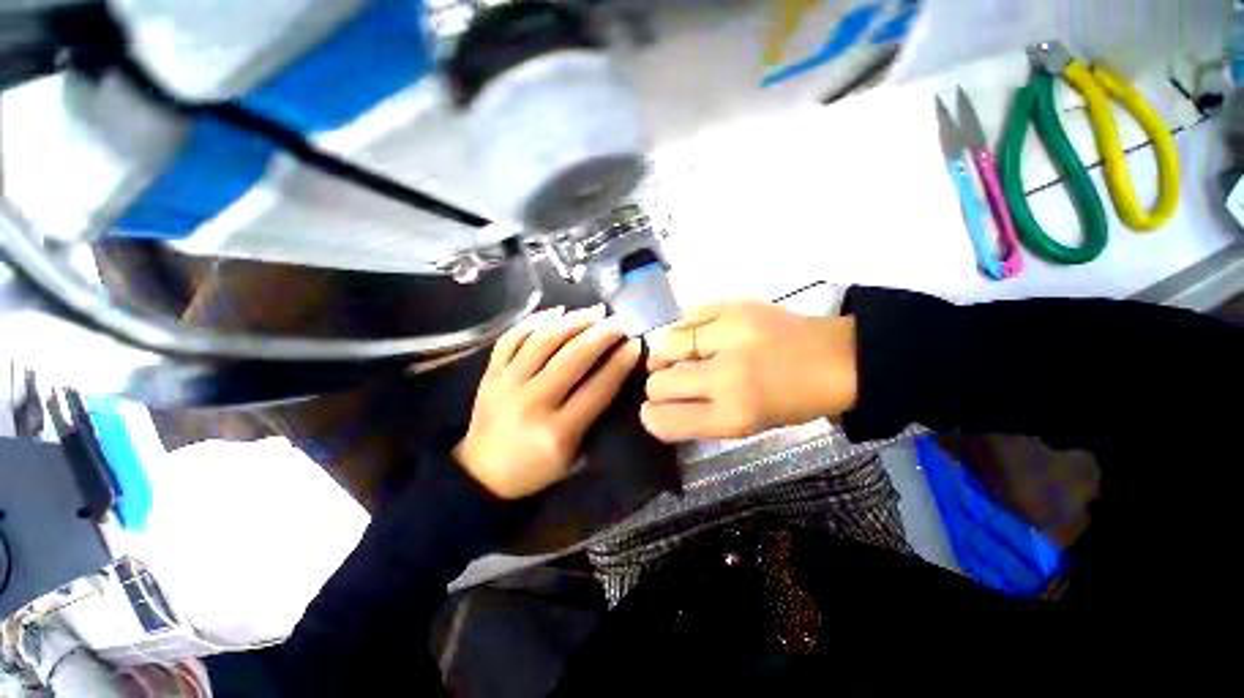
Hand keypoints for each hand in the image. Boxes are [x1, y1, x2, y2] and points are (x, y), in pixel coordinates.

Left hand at [455, 305, 641, 498]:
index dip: (620, 362)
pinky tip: (556, 311)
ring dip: (573, 321)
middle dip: (602, 334)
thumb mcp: (574, 457)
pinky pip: (512, 338)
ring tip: (594, 311)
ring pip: (543, 340)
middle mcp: (532, 403)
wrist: (481, 474)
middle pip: (573, 357)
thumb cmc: (535, 469)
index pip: (598, 388)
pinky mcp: (489, 375)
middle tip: (619, 322)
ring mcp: (506, 385)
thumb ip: (595, 418)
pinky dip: (535, 321)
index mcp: (557, 432)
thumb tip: (615, 373)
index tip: (635, 344)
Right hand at [641, 301, 856, 441]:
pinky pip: (686, 316)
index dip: (651, 416)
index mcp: (733, 415)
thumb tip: (658, 408)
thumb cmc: (792, 401)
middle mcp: (726, 376)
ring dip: (665, 354)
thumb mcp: (747, 426)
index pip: (664, 420)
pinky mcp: (735, 306)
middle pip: (658, 383)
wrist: (838, 359)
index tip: (653, 410)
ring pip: (665, 344)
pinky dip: (684, 328)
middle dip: (657, 385)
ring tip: (679, 354)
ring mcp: (729, 335)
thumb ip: (699, 419)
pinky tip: (695, 335)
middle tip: (670, 381)